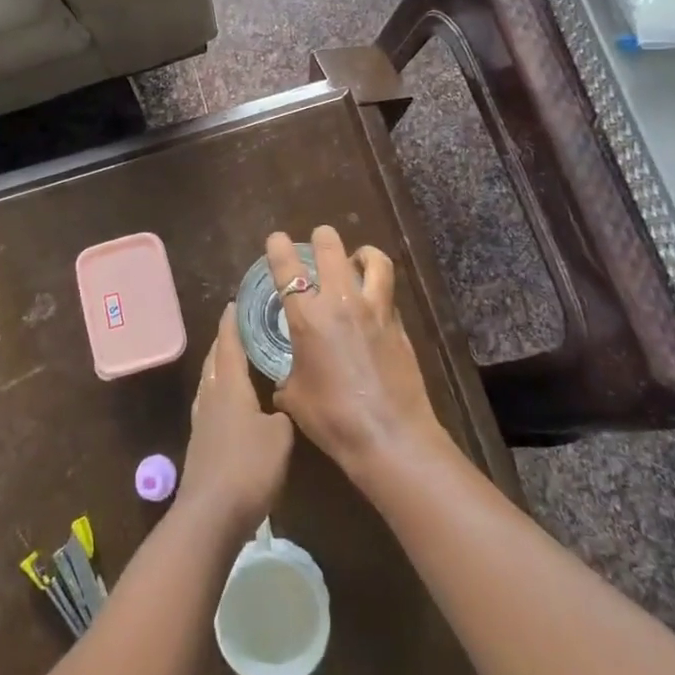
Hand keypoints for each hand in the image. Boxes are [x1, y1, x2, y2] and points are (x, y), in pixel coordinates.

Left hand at [178, 305, 293, 534]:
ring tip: (238, 359)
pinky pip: (211, 403)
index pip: (229, 343)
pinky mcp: (201, 443)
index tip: (236, 302)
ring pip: (210, 381)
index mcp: (229, 385)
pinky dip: (221, 391)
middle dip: (226, 340)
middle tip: (242, 326)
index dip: (233, 321)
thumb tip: (280, 405)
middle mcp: (211, 395)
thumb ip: (282, 413)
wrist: (211, 515)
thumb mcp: (280, 436)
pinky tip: (232, 402)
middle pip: (215, 359)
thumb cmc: (248, 466)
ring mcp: (202, 420)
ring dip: (221, 366)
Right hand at [268, 227, 448, 479]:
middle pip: (332, 250)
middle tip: (319, 239)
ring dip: (363, 253)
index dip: (279, 248)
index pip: (288, 270)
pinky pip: (388, 292)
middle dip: (323, 238)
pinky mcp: (399, 324)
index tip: (276, 238)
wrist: (390, 436)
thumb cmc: (333, 419)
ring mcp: (375, 310)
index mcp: (308, 318)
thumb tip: (286, 378)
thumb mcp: (295, 398)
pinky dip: (379, 286)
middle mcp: (341, 303)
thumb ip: (287, 377)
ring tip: (357, 257)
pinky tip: (374, 299)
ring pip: (373, 261)